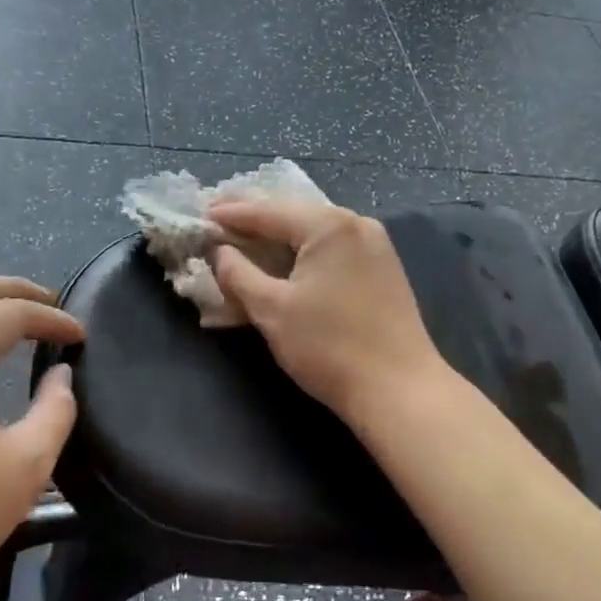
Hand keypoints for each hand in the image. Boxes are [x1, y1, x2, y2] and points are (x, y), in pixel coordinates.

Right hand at [209, 200, 447, 423]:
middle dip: (254, 215)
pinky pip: (333, 244)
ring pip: (314, 228)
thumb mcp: (271, 310)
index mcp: (328, 225)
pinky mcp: (383, 266)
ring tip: (245, 233)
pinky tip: (285, 253)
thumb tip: (220, 252)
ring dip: (279, 231)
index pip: (268, 211)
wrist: (400, 389)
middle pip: (293, 212)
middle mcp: (355, 223)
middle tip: (218, 216)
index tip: (201, 215)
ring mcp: (375, 243)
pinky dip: (303, 247)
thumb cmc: (329, 347)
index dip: (231, 214)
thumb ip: (238, 274)